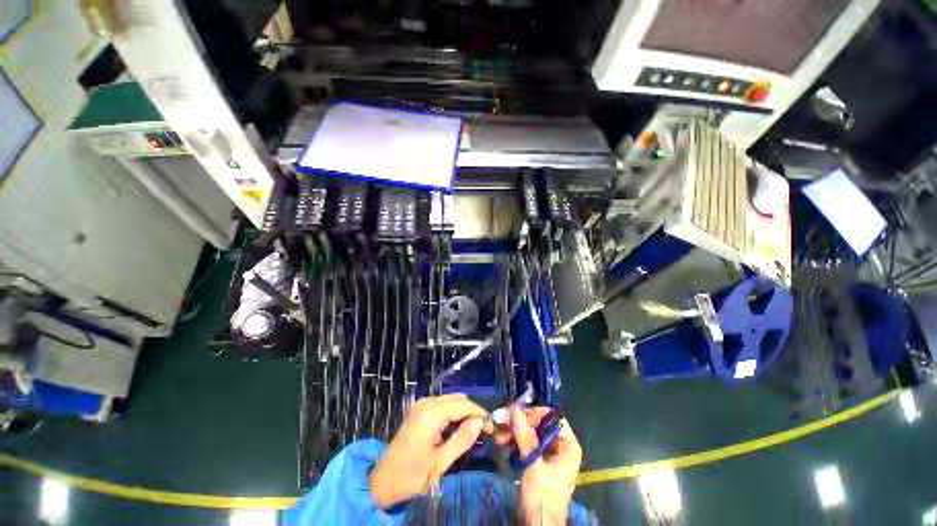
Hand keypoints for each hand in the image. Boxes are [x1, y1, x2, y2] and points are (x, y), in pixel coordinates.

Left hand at [369, 394, 486, 508]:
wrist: (383, 482)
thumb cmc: (411, 476)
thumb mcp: (440, 463)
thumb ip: (461, 440)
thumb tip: (480, 422)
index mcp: (430, 414)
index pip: (463, 405)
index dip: (479, 413)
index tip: (492, 427)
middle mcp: (426, 403)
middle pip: (457, 399)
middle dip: (472, 411)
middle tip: (484, 430)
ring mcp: (421, 404)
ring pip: (451, 400)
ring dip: (463, 411)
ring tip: (473, 430)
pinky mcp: (419, 409)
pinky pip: (442, 404)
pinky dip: (453, 412)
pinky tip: (457, 427)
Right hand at [501, 407, 582, 525]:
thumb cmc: (542, 498)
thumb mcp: (534, 466)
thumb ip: (525, 438)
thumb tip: (515, 412)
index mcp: (568, 446)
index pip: (552, 418)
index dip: (535, 414)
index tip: (517, 417)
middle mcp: (559, 445)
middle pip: (539, 423)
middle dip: (520, 423)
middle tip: (502, 423)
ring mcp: (548, 453)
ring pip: (530, 432)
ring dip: (514, 432)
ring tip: (499, 437)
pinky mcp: (537, 460)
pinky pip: (525, 442)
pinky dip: (514, 441)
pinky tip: (503, 443)